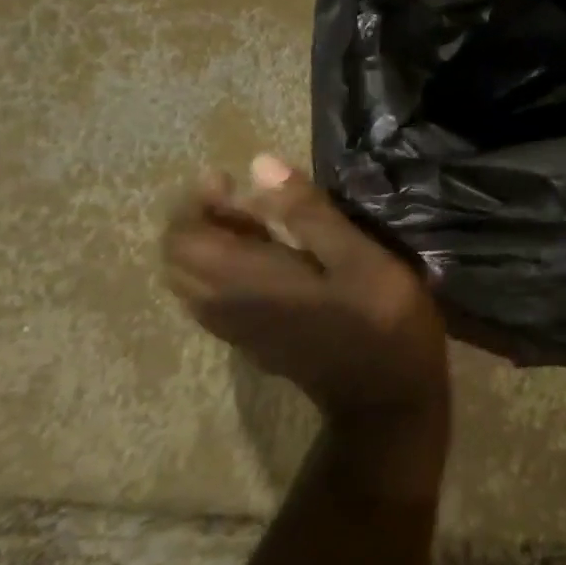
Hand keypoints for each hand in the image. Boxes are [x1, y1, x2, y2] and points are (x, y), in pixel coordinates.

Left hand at [161, 155, 449, 435]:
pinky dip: (223, 270)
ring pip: (194, 282)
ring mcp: (238, 330)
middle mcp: (227, 306)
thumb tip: (259, 164)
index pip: (183, 238)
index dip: (195, 202)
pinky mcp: (255, 343)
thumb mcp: (356, 257)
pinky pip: (214, 300)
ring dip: (211, 246)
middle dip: (199, 221)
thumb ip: (308, 212)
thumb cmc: (380, 320)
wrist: (387, 400)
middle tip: (242, 198)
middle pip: (178, 260)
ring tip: (257, 223)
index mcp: (246, 281)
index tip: (230, 178)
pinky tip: (269, 260)